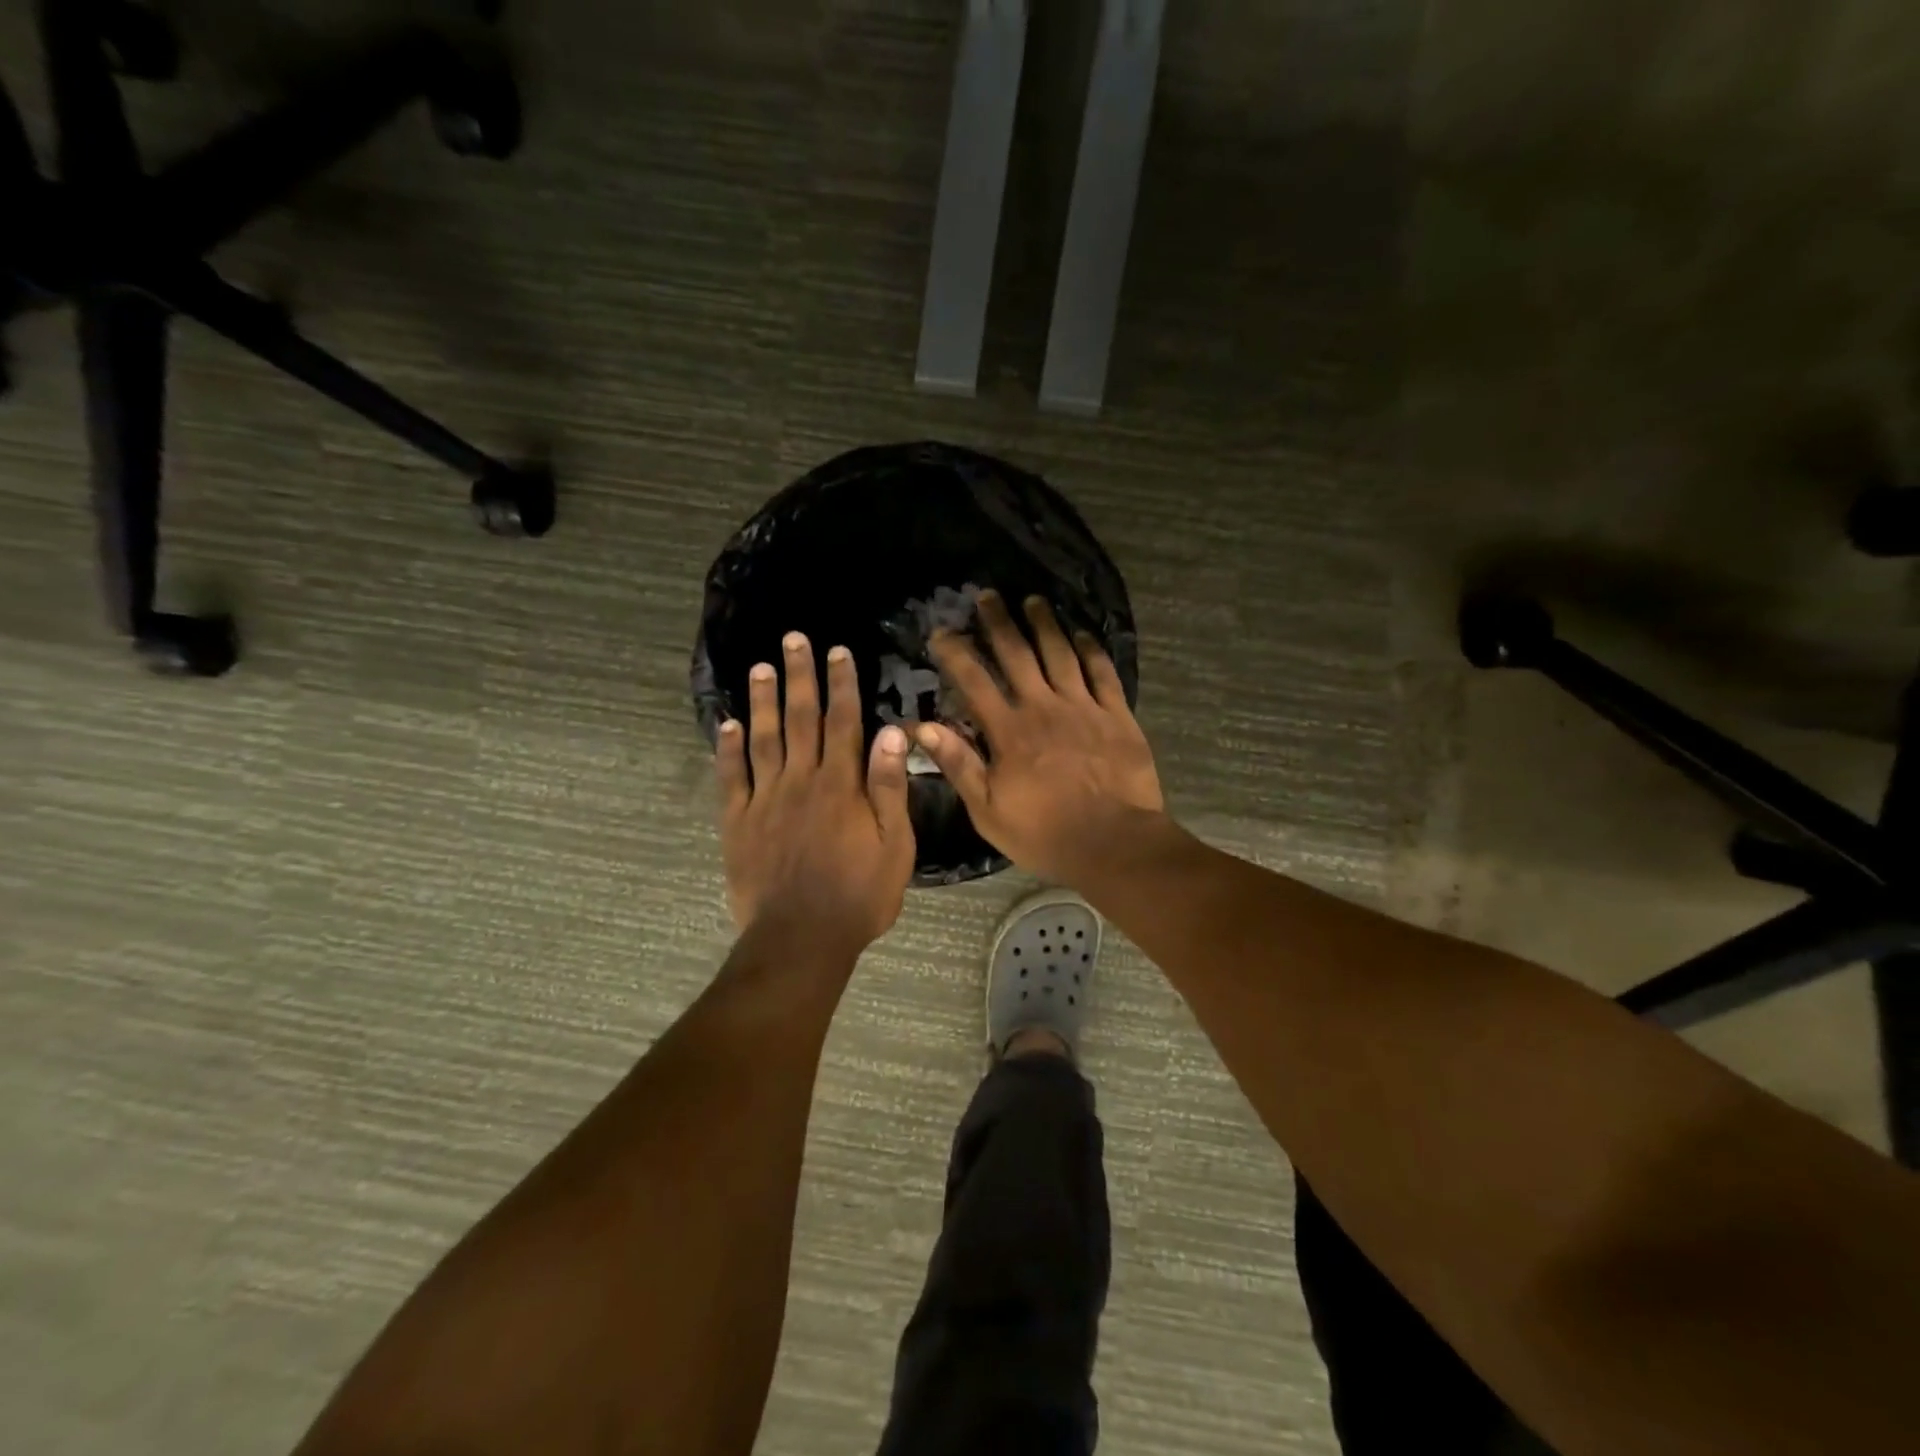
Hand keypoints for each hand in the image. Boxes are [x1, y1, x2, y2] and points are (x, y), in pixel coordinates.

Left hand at [716, 632, 916, 949]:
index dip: (841, 684)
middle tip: (793, 639)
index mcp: (841, 785)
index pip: (843, 722)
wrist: (801, 939)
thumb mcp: (893, 845)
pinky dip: (727, 749)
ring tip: (760, 667)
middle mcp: (800, 780)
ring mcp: (764, 799)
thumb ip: (889, 788)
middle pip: (800, 719)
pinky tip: (727, 724)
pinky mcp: (737, 822)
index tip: (838, 650)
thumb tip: (891, 732)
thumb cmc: (859, 895)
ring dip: (762, 701)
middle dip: (799, 676)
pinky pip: (730, 777)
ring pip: (763, 739)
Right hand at [914, 591, 1164, 883]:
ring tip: (1033, 601)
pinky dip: (1091, 649)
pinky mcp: (1117, 715)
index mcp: (1009, 731)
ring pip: (1060, 653)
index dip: (956, 653)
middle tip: (988, 596)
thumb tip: (923, 727)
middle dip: (999, 622)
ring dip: (1044, 624)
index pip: (974, 681)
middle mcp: (1044, 707)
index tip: (941, 631)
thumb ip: (958, 765)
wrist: (1114, 843)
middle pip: (1018, 654)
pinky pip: (1102, 672)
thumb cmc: (1045, 833)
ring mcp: (1083, 707)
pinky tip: (1082, 633)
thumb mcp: (988, 810)